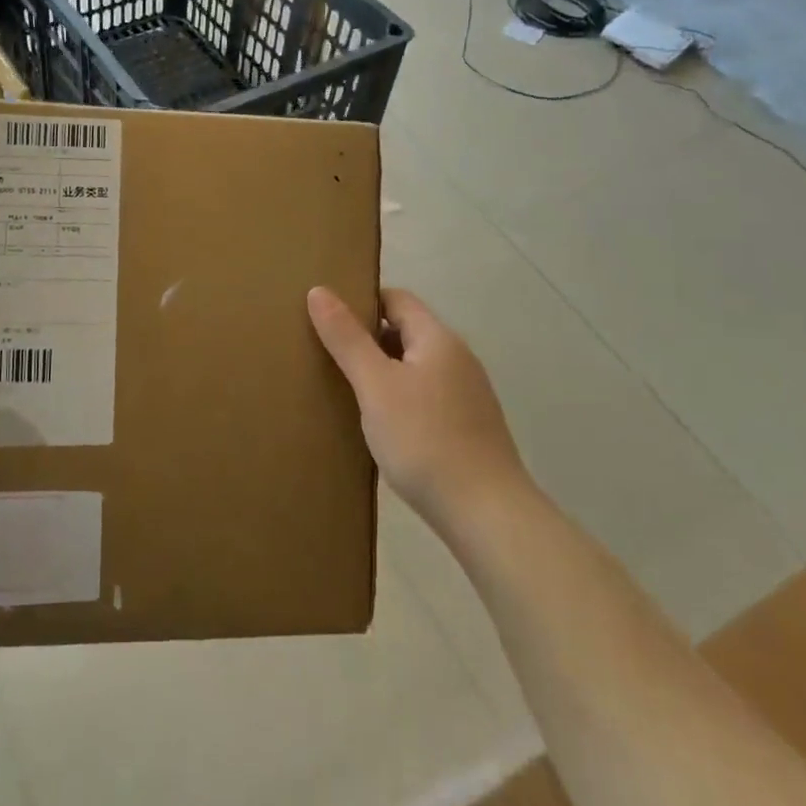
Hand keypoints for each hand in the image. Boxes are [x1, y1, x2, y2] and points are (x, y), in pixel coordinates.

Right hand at [307, 287, 525, 528]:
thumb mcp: (375, 385)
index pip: (396, 298)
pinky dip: (399, 399)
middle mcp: (458, 358)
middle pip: (406, 331)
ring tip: (345, 391)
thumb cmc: (425, 440)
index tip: (327, 319)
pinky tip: (380, 426)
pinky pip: (425, 397)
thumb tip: (318, 290)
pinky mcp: (469, 427)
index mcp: (438, 339)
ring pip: (414, 367)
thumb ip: (346, 338)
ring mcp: (467, 394)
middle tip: (327, 355)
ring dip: (382, 372)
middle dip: (367, 339)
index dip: (361, 301)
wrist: (487, 515)